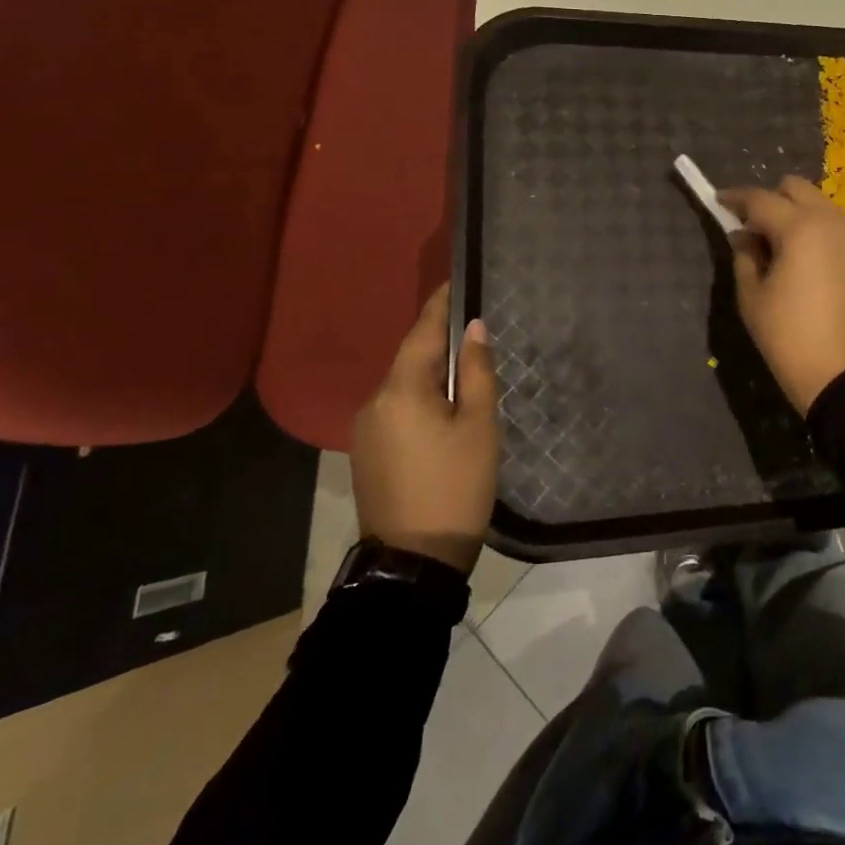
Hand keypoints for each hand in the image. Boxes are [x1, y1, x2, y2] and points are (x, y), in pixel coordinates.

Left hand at [350, 284, 498, 573]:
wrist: (412, 562)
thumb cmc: (456, 486)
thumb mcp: (478, 425)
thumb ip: (475, 371)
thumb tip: (473, 327)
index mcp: (401, 390)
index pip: (421, 332)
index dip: (439, 305)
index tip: (454, 282)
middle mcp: (375, 401)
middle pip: (410, 357)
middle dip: (438, 341)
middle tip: (472, 329)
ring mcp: (365, 429)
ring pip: (402, 384)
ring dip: (429, 372)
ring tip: (463, 370)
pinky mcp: (366, 452)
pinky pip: (395, 409)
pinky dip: (418, 398)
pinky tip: (441, 410)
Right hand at [718, 176, 844, 416]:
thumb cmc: (790, 337)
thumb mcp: (753, 298)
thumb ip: (744, 256)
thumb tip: (743, 235)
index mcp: (799, 228)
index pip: (760, 199)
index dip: (735, 198)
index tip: (718, 201)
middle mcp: (830, 220)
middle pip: (795, 188)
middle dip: (770, 200)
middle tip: (752, 229)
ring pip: (818, 203)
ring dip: (795, 213)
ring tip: (779, 246)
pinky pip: (835, 225)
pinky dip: (816, 228)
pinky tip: (804, 259)